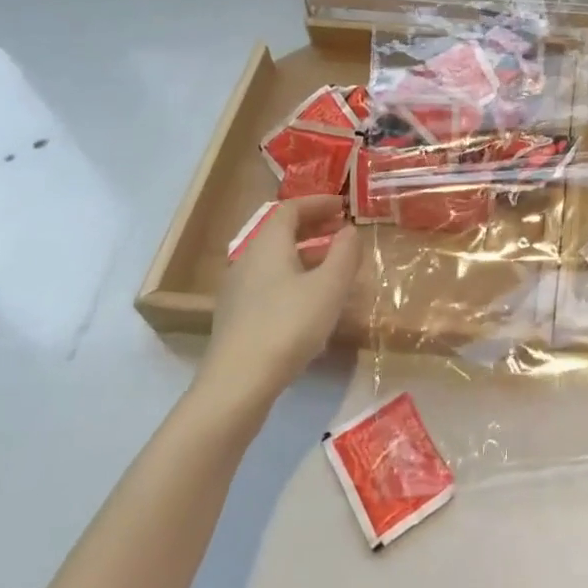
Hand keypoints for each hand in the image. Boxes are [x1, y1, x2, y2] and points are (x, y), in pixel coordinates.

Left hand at [194, 195, 360, 412]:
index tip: (342, 205)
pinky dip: (294, 276)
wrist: (237, 384)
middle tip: (341, 230)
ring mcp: (238, 290)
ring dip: (305, 253)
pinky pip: (269, 281)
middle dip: (312, 226)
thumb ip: (345, 254)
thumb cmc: (289, 325)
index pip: (290, 209)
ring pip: (275, 259)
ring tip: (333, 264)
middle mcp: (247, 259)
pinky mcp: (237, 316)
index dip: (317, 203)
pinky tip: (311, 299)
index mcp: (267, 244)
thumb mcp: (330, 286)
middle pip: (280, 232)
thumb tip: (350, 230)